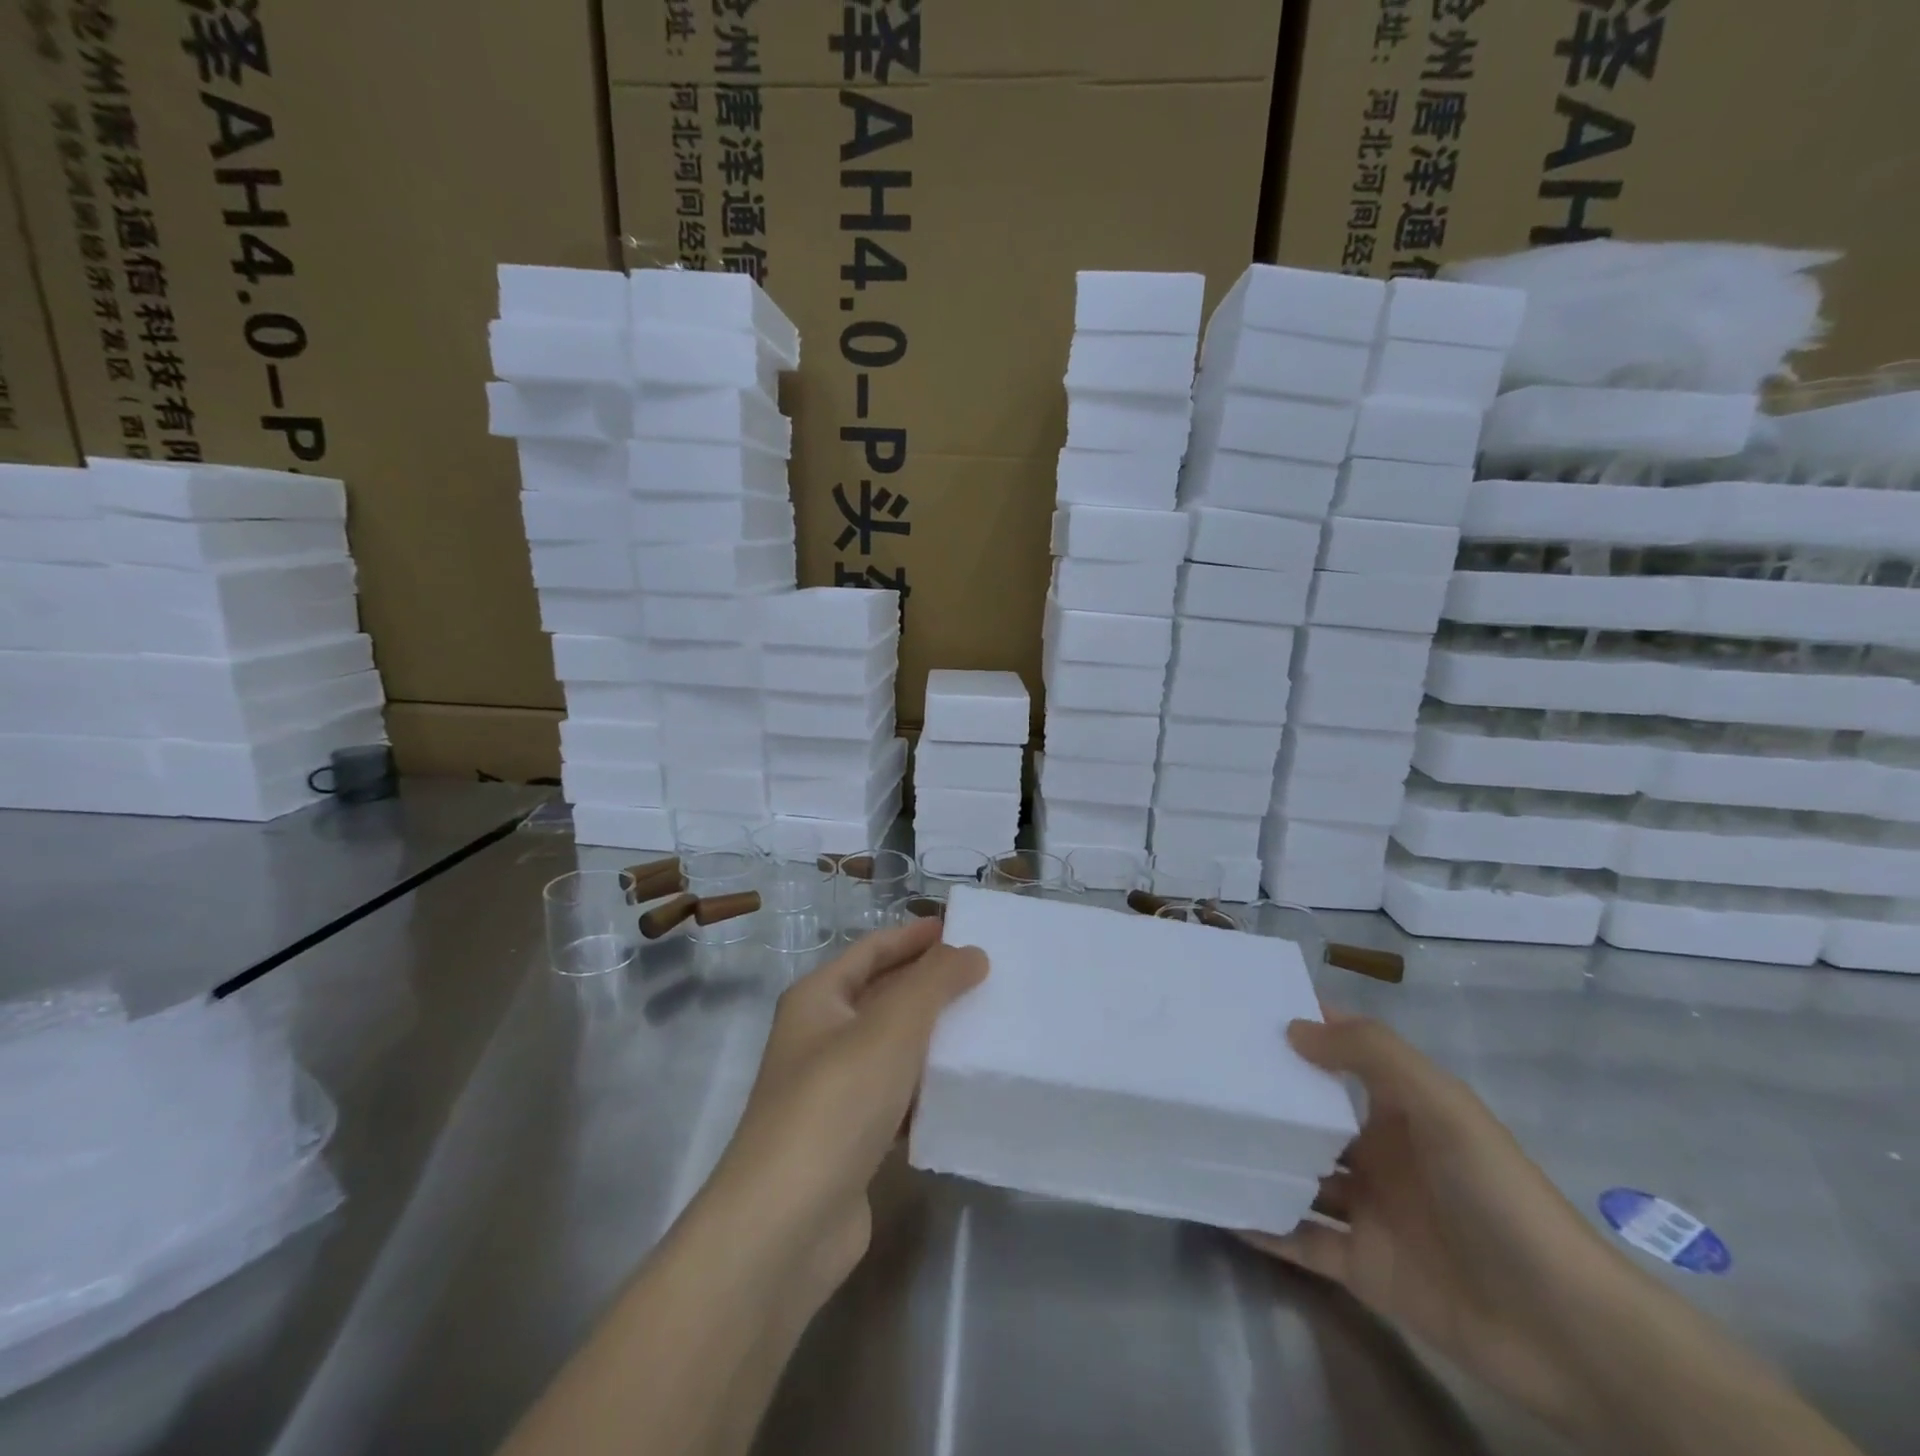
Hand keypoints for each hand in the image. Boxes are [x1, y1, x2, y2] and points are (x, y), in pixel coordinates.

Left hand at [702, 918, 986, 1308]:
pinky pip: (896, 1097)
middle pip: (882, 996)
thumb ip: (934, 982)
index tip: (958, 928)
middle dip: (929, 983)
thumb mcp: (891, 1027)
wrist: (784, 1227)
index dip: (912, 936)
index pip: (870, 950)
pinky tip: (963, 1087)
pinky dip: (926, 1088)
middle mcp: (819, 1038)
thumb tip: (970, 952)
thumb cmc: (835, 1103)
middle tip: (985, 974)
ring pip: (892, 1049)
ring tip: (986, 1024)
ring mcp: (833, 1092)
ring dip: (933, 1036)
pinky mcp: (850, 1140)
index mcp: (817, 1000)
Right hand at [1240, 1013, 1634, 1432]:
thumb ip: (1370, 1054)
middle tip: (1202, 1069)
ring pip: (1298, 1174)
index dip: (1303, 1028)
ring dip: (1258, 1157)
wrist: (1563, 1329)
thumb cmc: (1497, 1195)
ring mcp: (1369, 1210)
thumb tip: (1292, 1028)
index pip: (1344, 1054)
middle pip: (1311, 1116)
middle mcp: (1380, 1153)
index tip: (1243, 1009)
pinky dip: (1262, 1224)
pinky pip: (1299, 1238)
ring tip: (1199, 1132)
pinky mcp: (1360, 1265)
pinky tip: (1218, 1203)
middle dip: (1266, 1094)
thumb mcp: (1441, 1105)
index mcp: (1402, 1110)